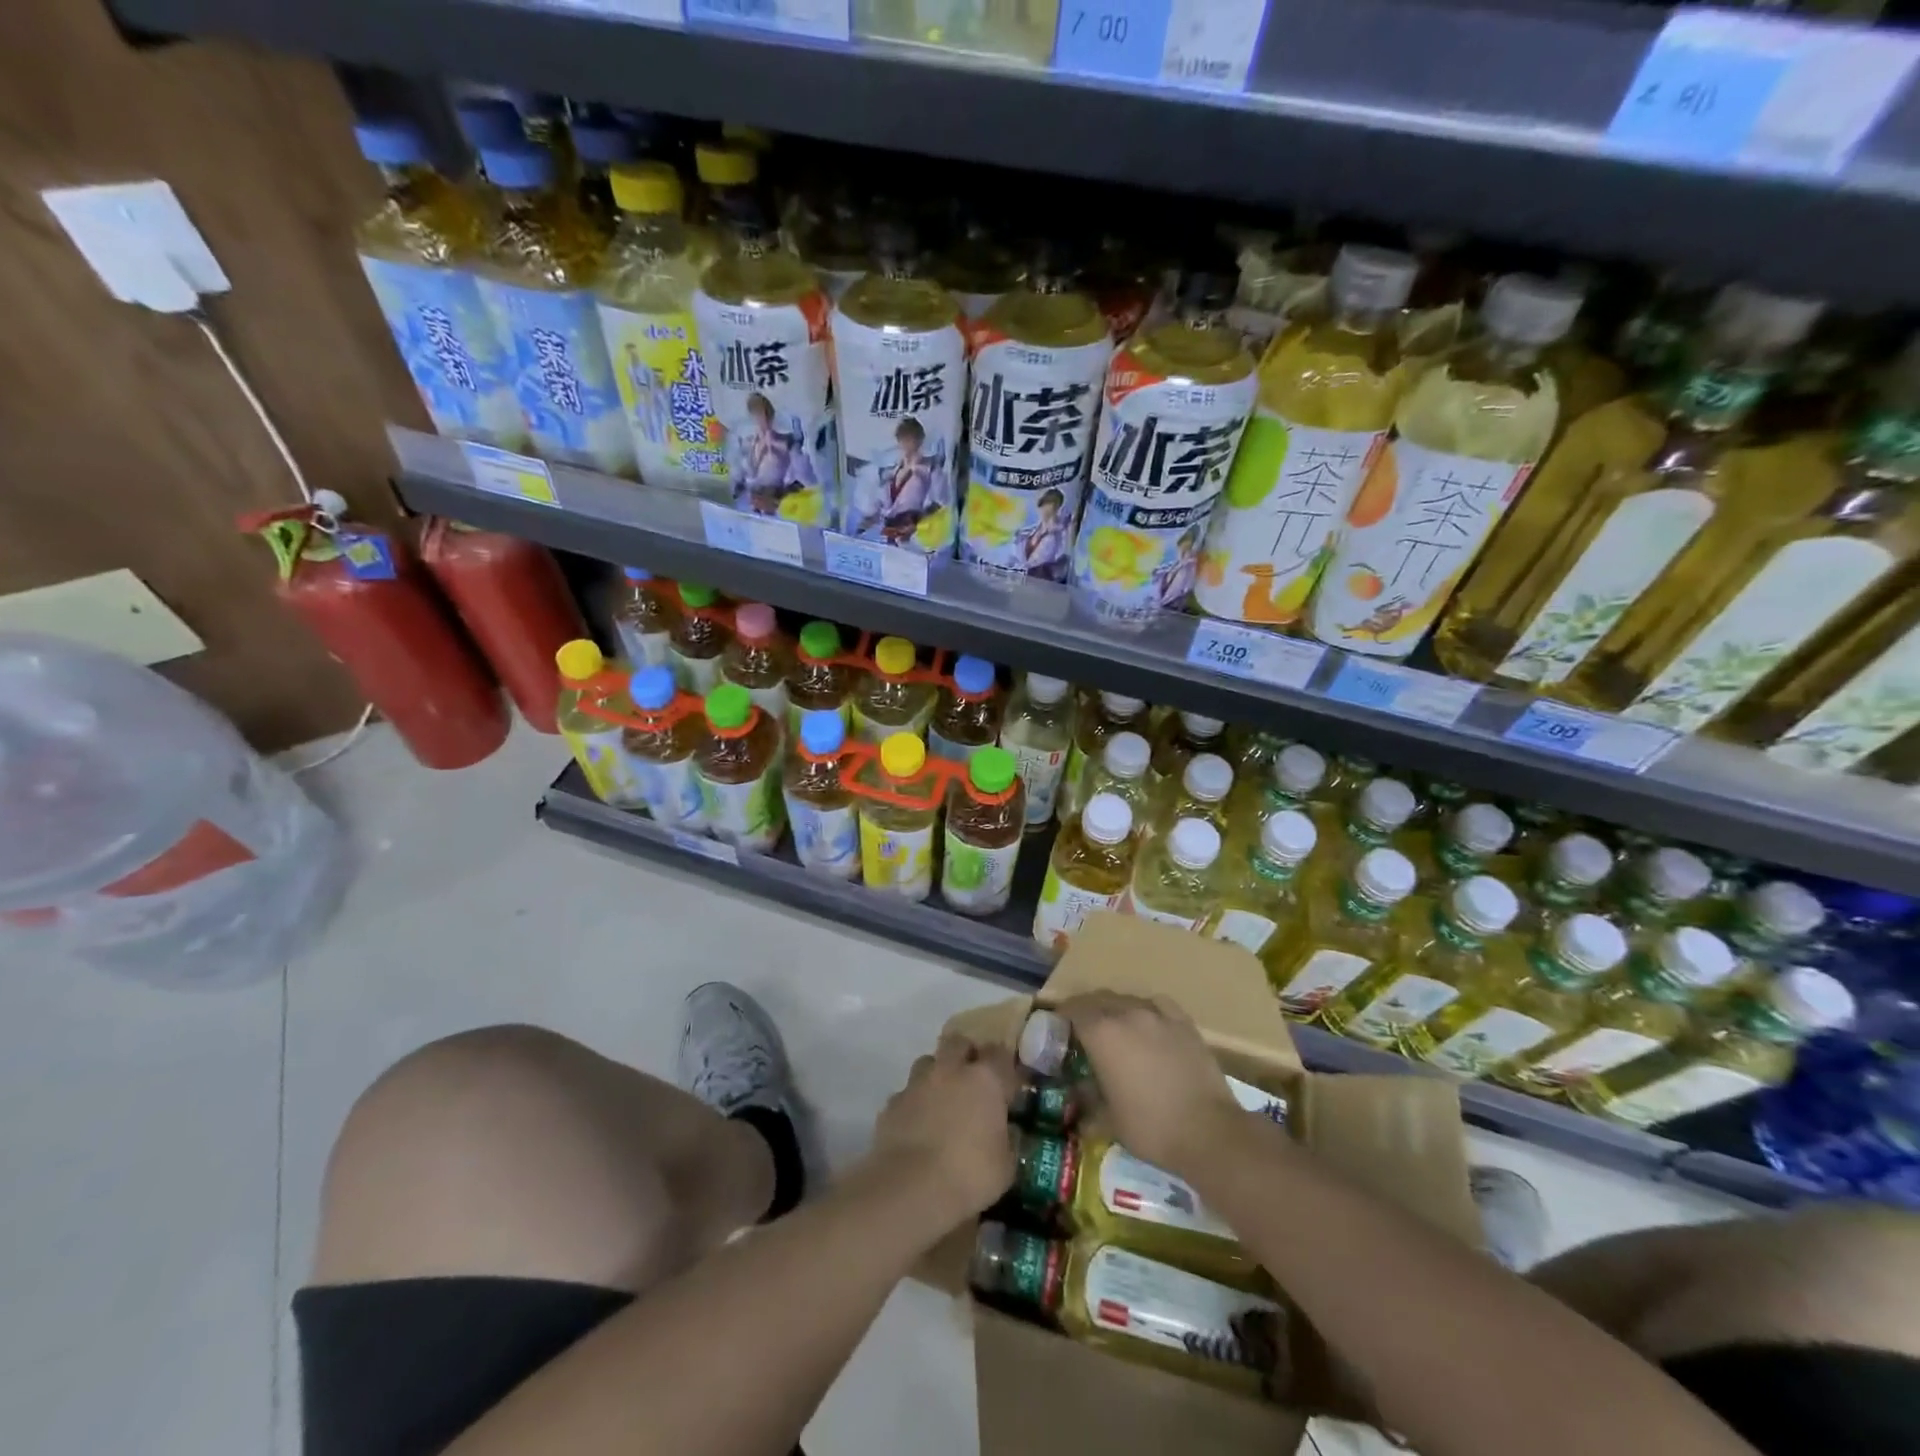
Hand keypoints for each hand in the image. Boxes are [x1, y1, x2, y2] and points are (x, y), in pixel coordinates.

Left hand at [870, 1034, 1018, 1227]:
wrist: (910, 1189)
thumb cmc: (969, 1175)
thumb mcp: (1005, 1166)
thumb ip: (1008, 1141)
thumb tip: (1009, 1132)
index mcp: (985, 1079)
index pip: (999, 1053)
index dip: (1003, 1065)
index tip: (1006, 1082)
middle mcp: (950, 1070)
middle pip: (958, 1043)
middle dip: (965, 1054)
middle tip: (972, 1080)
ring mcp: (917, 1083)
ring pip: (928, 1063)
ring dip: (937, 1075)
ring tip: (942, 1100)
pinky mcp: (892, 1103)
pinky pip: (907, 1093)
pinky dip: (914, 1103)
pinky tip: (917, 1126)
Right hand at [1058, 992, 1247, 1181]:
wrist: (1209, 1132)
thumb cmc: (1151, 1128)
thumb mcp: (1108, 1120)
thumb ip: (1089, 1097)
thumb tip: (1079, 1090)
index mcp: (1102, 1034)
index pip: (1074, 1010)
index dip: (1063, 1015)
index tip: (1058, 1025)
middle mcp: (1127, 1014)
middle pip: (1099, 999)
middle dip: (1087, 1009)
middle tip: (1083, 1028)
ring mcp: (1158, 1015)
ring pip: (1128, 1000)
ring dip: (1116, 1009)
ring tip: (1116, 1027)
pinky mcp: (1184, 1023)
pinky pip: (1158, 1005)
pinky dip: (1147, 1010)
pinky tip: (1149, 1023)